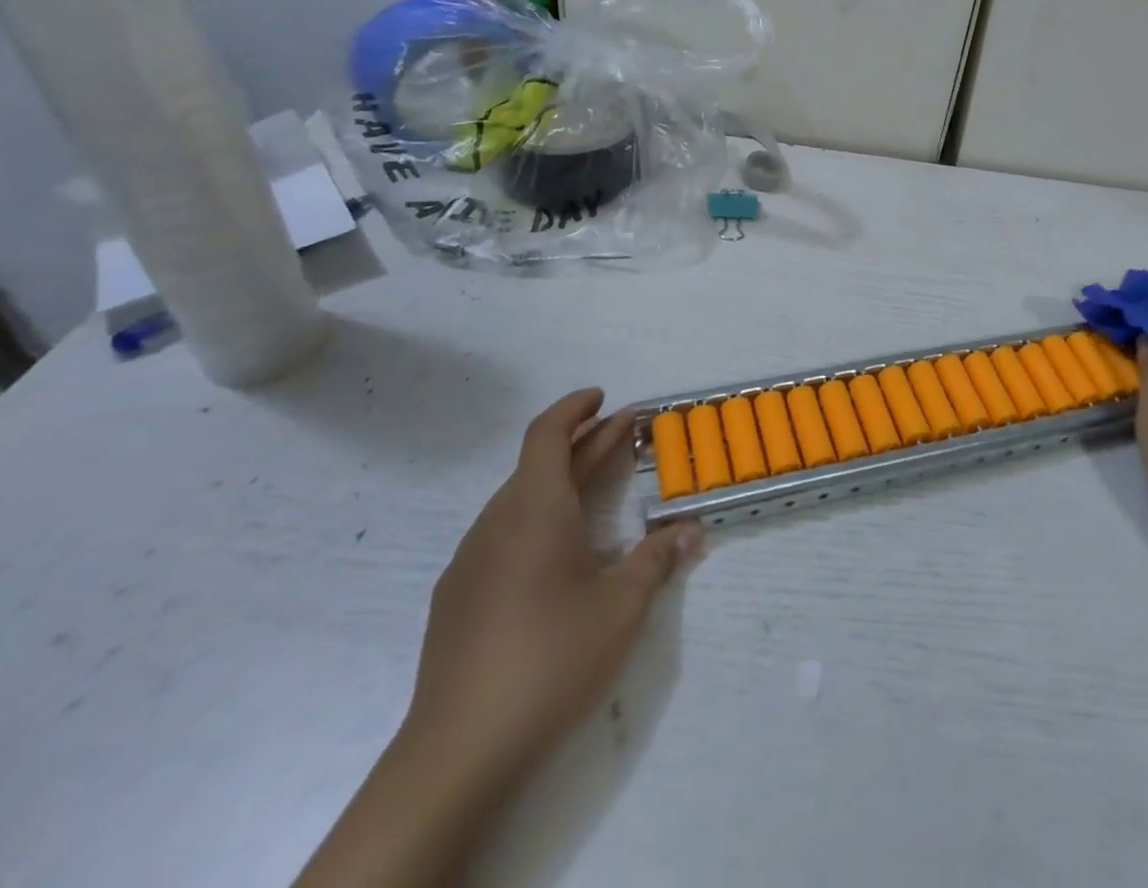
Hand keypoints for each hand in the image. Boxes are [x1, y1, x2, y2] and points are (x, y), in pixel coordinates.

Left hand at [400, 389, 701, 793]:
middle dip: (584, 443)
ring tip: (598, 486)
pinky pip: (502, 534)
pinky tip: (557, 552)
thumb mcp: (621, 607)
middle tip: (624, 434)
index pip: (548, 433)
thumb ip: (657, 560)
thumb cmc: (550, 658)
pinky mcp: (457, 597)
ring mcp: (470, 560)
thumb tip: (690, 530)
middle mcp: (497, 522)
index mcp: (534, 509)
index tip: (604, 397)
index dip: (575, 408)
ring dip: (561, 481)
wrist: (457, 751)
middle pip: (539, 463)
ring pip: (520, 499)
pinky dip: (537, 517)